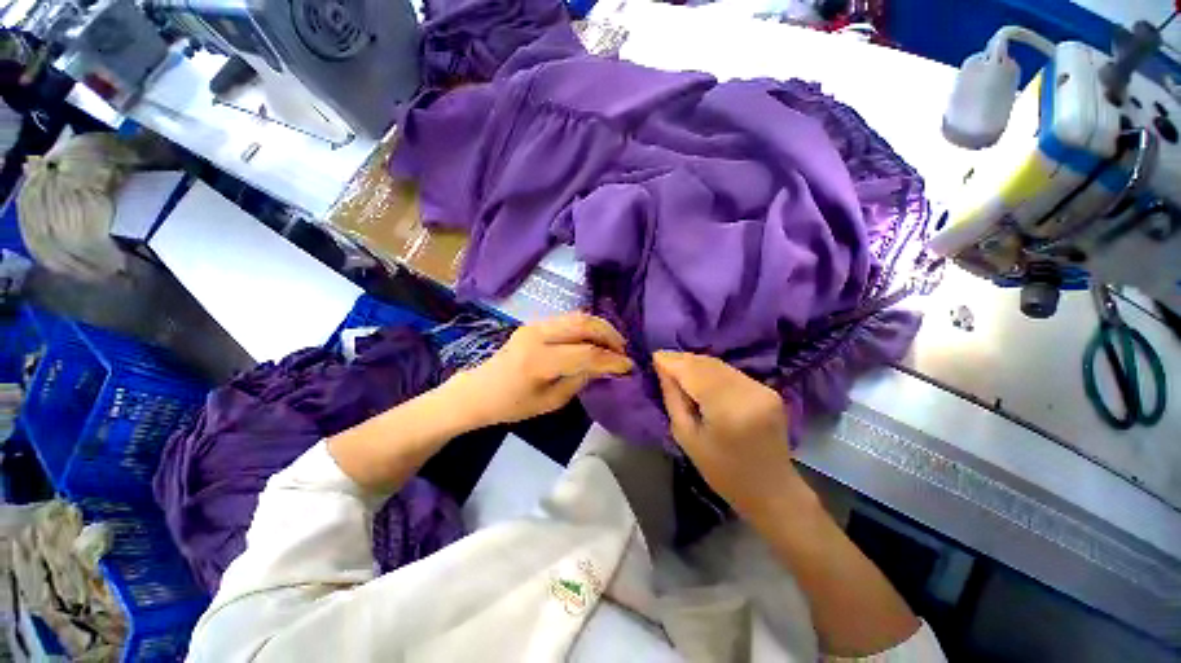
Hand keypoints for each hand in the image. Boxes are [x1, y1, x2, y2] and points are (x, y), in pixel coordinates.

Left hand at [447, 312, 633, 426]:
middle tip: (623, 350)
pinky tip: (595, 338)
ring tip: (614, 343)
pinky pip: (568, 319)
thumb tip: (605, 367)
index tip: (628, 367)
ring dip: (600, 327)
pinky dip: (587, 326)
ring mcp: (535, 324)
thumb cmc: (513, 405)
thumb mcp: (551, 401)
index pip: (586, 354)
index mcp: (539, 361)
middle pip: (584, 324)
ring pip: (577, 316)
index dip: (611, 360)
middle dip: (610, 335)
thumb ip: (580, 379)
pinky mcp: (534, 323)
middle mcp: (537, 335)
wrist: (479, 390)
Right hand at [653, 351, 798, 519]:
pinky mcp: (768, 389)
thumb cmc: (722, 472)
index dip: (672, 361)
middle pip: (707, 364)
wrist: (771, 489)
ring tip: (677, 368)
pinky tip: (699, 377)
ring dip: (696, 363)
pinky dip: (711, 371)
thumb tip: (662, 368)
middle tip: (662, 362)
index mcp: (728, 409)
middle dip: (682, 360)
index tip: (654, 356)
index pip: (694, 372)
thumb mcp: (686, 437)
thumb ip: (673, 398)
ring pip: (719, 364)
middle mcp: (748, 392)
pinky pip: (730, 372)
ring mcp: (762, 389)